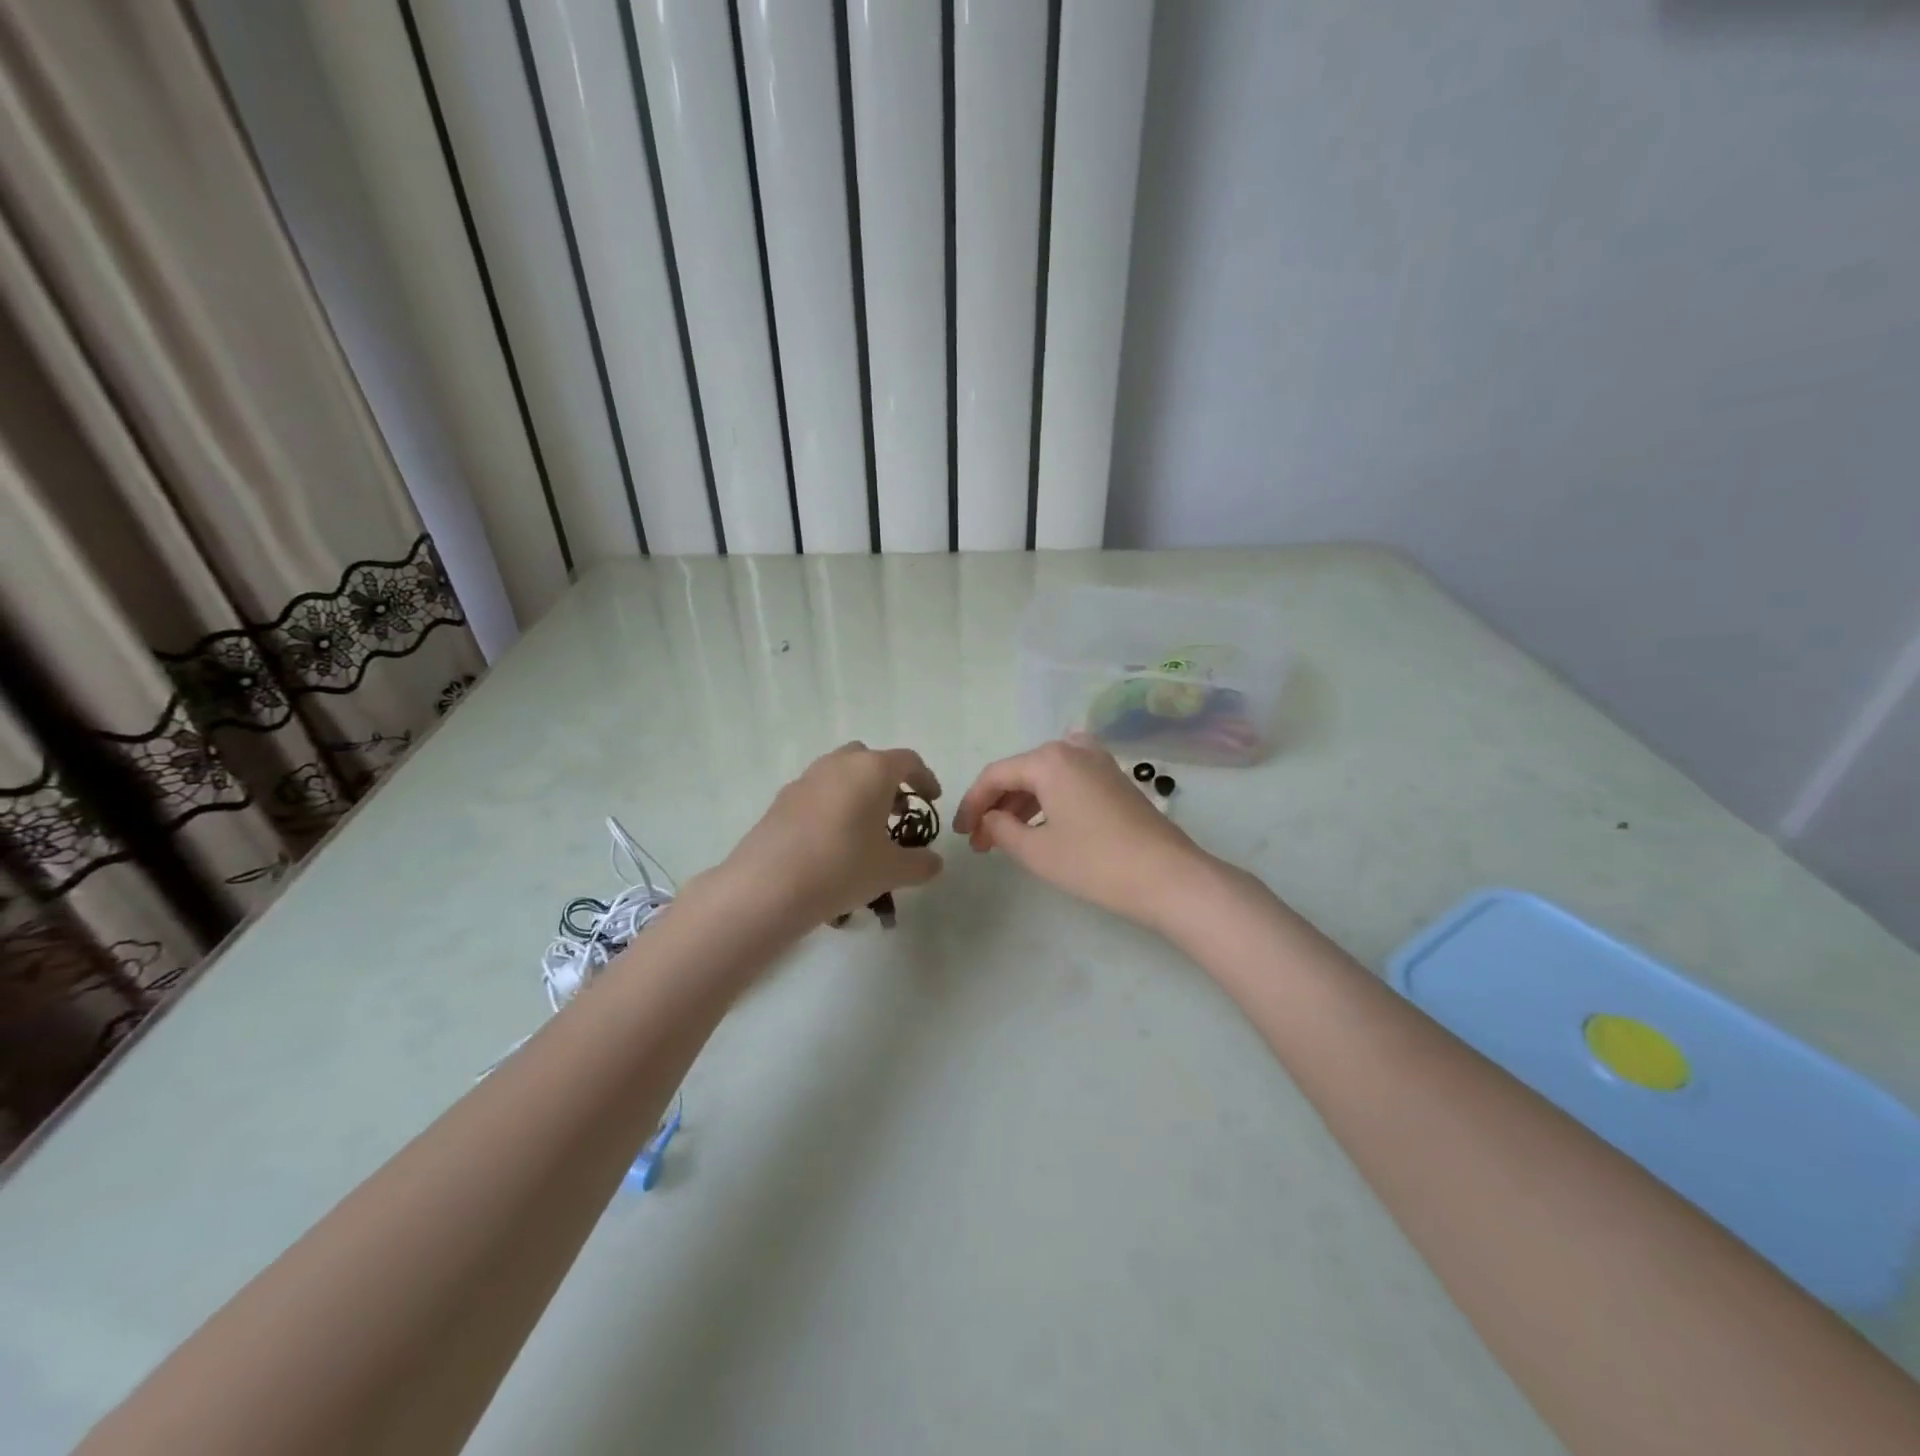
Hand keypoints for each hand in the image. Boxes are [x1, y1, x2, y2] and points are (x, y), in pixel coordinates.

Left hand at [713, 742, 943, 930]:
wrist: (768, 886)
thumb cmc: (842, 868)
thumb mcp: (891, 871)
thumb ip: (920, 864)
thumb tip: (934, 863)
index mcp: (872, 770)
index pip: (908, 761)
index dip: (925, 779)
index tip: (931, 801)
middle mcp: (839, 764)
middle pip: (870, 760)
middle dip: (887, 782)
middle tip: (896, 814)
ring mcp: (806, 779)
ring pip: (840, 774)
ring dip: (857, 792)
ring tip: (864, 830)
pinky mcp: (781, 799)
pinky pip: (816, 793)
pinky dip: (831, 807)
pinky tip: (831, 842)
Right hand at [952, 734, 1217, 931]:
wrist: (1169, 877)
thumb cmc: (1096, 863)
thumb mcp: (1037, 851)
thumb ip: (1001, 830)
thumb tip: (990, 819)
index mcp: (1049, 759)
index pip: (995, 775)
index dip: (972, 804)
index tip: (961, 833)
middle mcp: (1073, 749)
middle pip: (1020, 772)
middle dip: (996, 806)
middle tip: (982, 842)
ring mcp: (1099, 762)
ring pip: (1045, 777)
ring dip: (1021, 805)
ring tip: (1005, 839)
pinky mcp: (1116, 779)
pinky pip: (1068, 781)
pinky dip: (1047, 801)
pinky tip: (1042, 827)